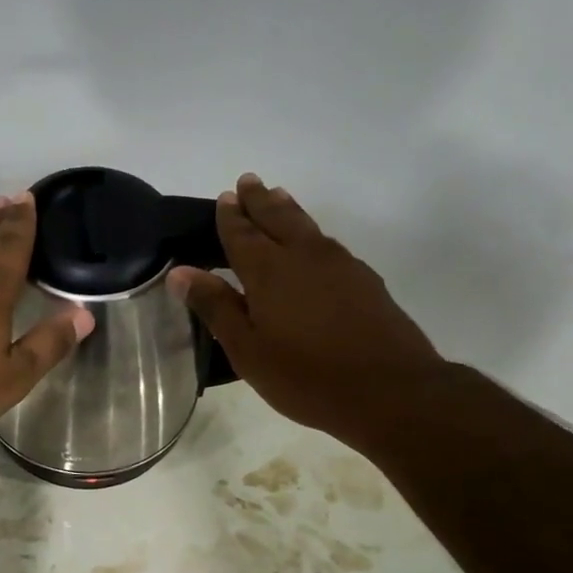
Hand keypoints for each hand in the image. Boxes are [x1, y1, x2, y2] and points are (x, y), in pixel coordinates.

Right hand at [168, 174, 445, 446]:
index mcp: (268, 270)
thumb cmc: (306, 376)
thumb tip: (181, 272)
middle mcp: (304, 256)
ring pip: (308, 226)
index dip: (230, 216)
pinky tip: (314, 245)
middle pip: (278, 217)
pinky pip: (329, 244)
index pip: (242, 233)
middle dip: (260, 200)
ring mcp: (340, 265)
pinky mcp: (365, 280)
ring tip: (279, 197)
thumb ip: (215, 307)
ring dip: (289, 209)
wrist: (391, 391)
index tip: (225, 197)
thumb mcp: (247, 349)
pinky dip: (312, 234)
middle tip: (249, 181)